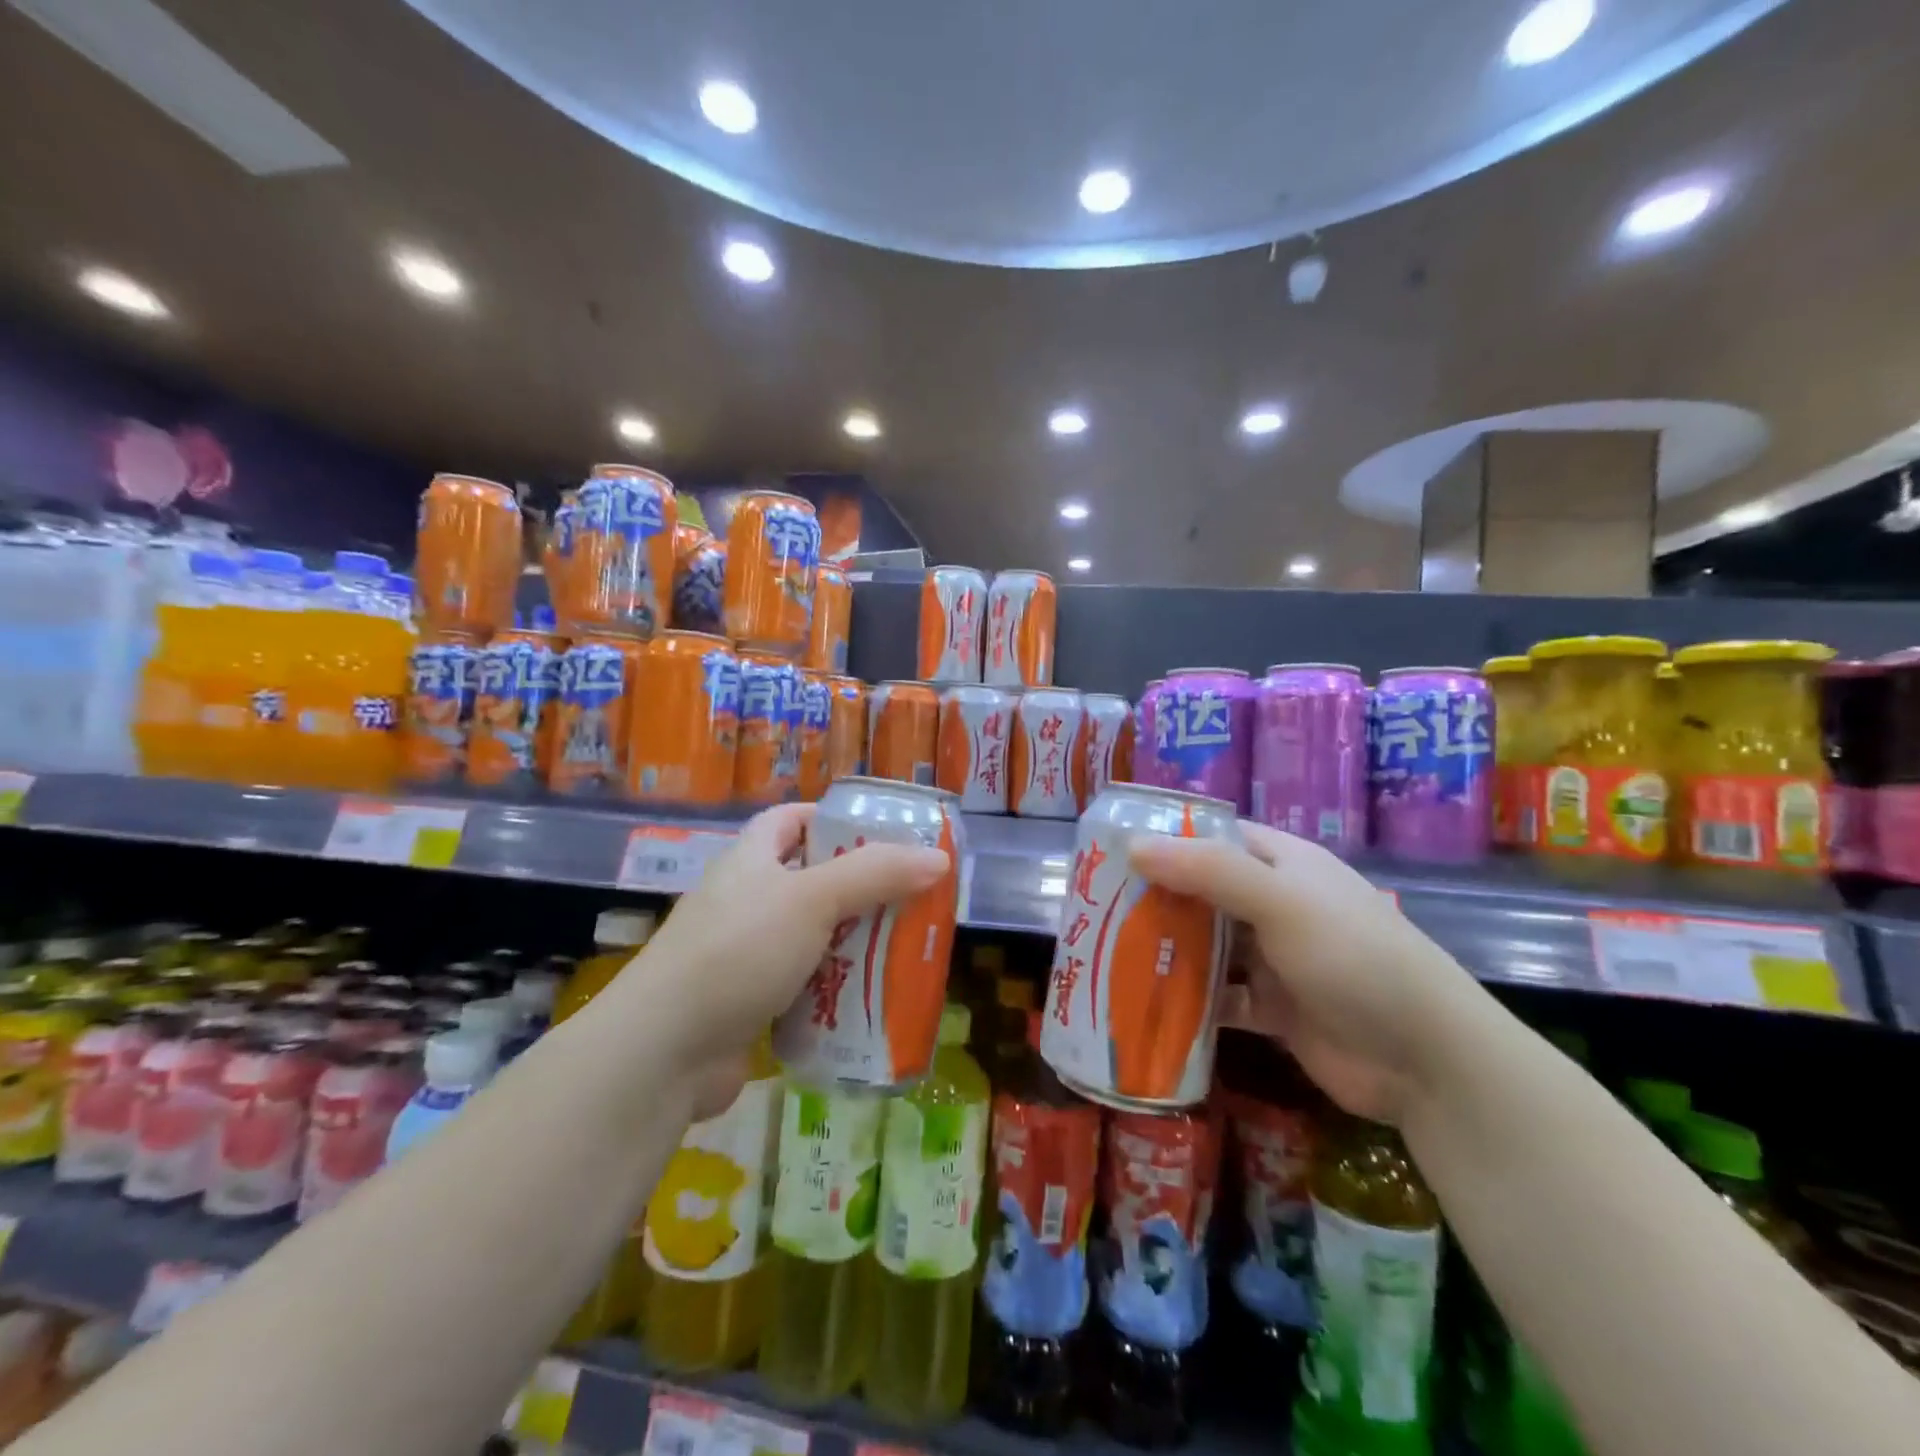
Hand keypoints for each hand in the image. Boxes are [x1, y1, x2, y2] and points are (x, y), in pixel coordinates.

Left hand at [614, 804, 949, 1078]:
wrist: (663, 1052)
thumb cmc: (737, 952)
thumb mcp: (811, 900)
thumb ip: (875, 875)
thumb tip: (939, 859)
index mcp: (749, 861)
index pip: (788, 821)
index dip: (828, 818)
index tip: (876, 832)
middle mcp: (743, 902)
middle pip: (808, 881)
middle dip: (857, 888)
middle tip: (908, 898)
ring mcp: (742, 956)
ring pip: (809, 938)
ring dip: (850, 944)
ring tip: (901, 949)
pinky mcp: (747, 1005)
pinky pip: (802, 987)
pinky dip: (833, 991)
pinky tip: (869, 1001)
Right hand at [1128, 821, 1485, 1125]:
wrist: (1426, 1060)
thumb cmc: (1354, 957)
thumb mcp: (1281, 901)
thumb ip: (1208, 871)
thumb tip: (1133, 845)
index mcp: (1283, 864)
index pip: (1216, 837)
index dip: (1168, 839)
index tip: (1112, 850)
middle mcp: (1276, 904)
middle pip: (1203, 892)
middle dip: (1156, 899)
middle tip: (1096, 907)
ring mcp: (1275, 958)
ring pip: (1207, 945)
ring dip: (1167, 950)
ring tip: (1108, 952)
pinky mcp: (1273, 1008)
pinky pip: (1218, 996)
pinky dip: (1187, 1001)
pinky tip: (1146, 1004)